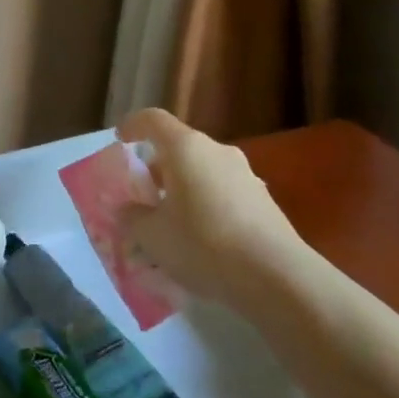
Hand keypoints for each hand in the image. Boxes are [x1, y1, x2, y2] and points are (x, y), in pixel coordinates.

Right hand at [117, 108, 300, 306]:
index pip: (153, 120)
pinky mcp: (264, 202)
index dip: (133, 125)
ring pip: (202, 174)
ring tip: (171, 229)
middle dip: (157, 171)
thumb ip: (132, 217)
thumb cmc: (203, 244)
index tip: (120, 140)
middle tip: (143, 200)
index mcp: (186, 148)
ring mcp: (246, 175)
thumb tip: (129, 210)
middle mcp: (217, 152)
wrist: (278, 277)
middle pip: (179, 150)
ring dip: (183, 192)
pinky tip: (203, 244)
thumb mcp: (151, 235)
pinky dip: (206, 209)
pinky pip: (223, 196)